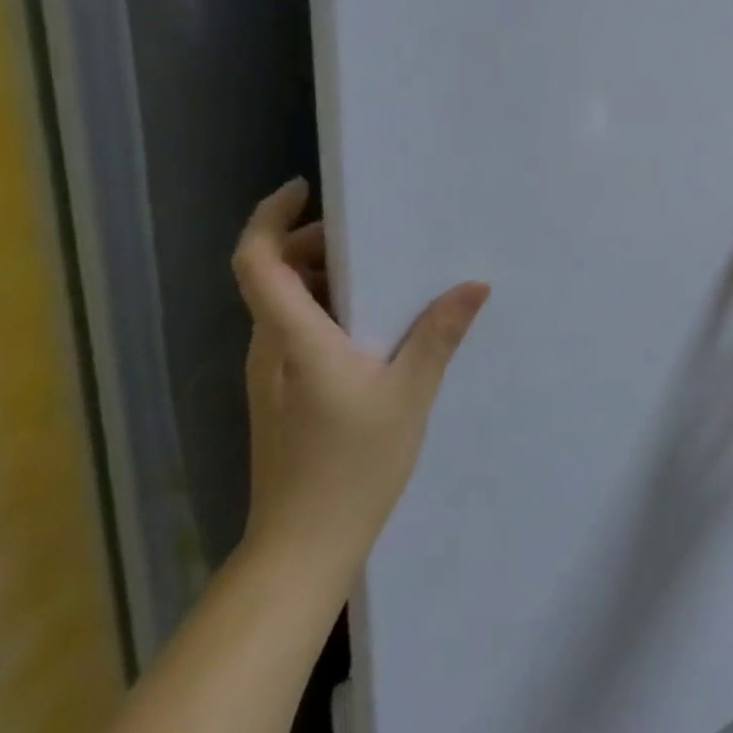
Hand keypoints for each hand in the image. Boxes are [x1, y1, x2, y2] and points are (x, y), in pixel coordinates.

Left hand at [233, 178, 488, 577]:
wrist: (304, 544)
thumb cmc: (353, 466)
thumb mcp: (409, 394)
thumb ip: (439, 334)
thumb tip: (474, 283)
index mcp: (293, 341)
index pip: (258, 263)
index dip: (270, 218)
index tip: (304, 188)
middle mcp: (269, 350)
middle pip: (272, 276)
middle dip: (313, 244)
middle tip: (371, 234)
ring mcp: (271, 376)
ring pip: (285, 306)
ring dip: (324, 278)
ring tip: (386, 274)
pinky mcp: (281, 397)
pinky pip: (297, 333)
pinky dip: (328, 311)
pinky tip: (379, 328)